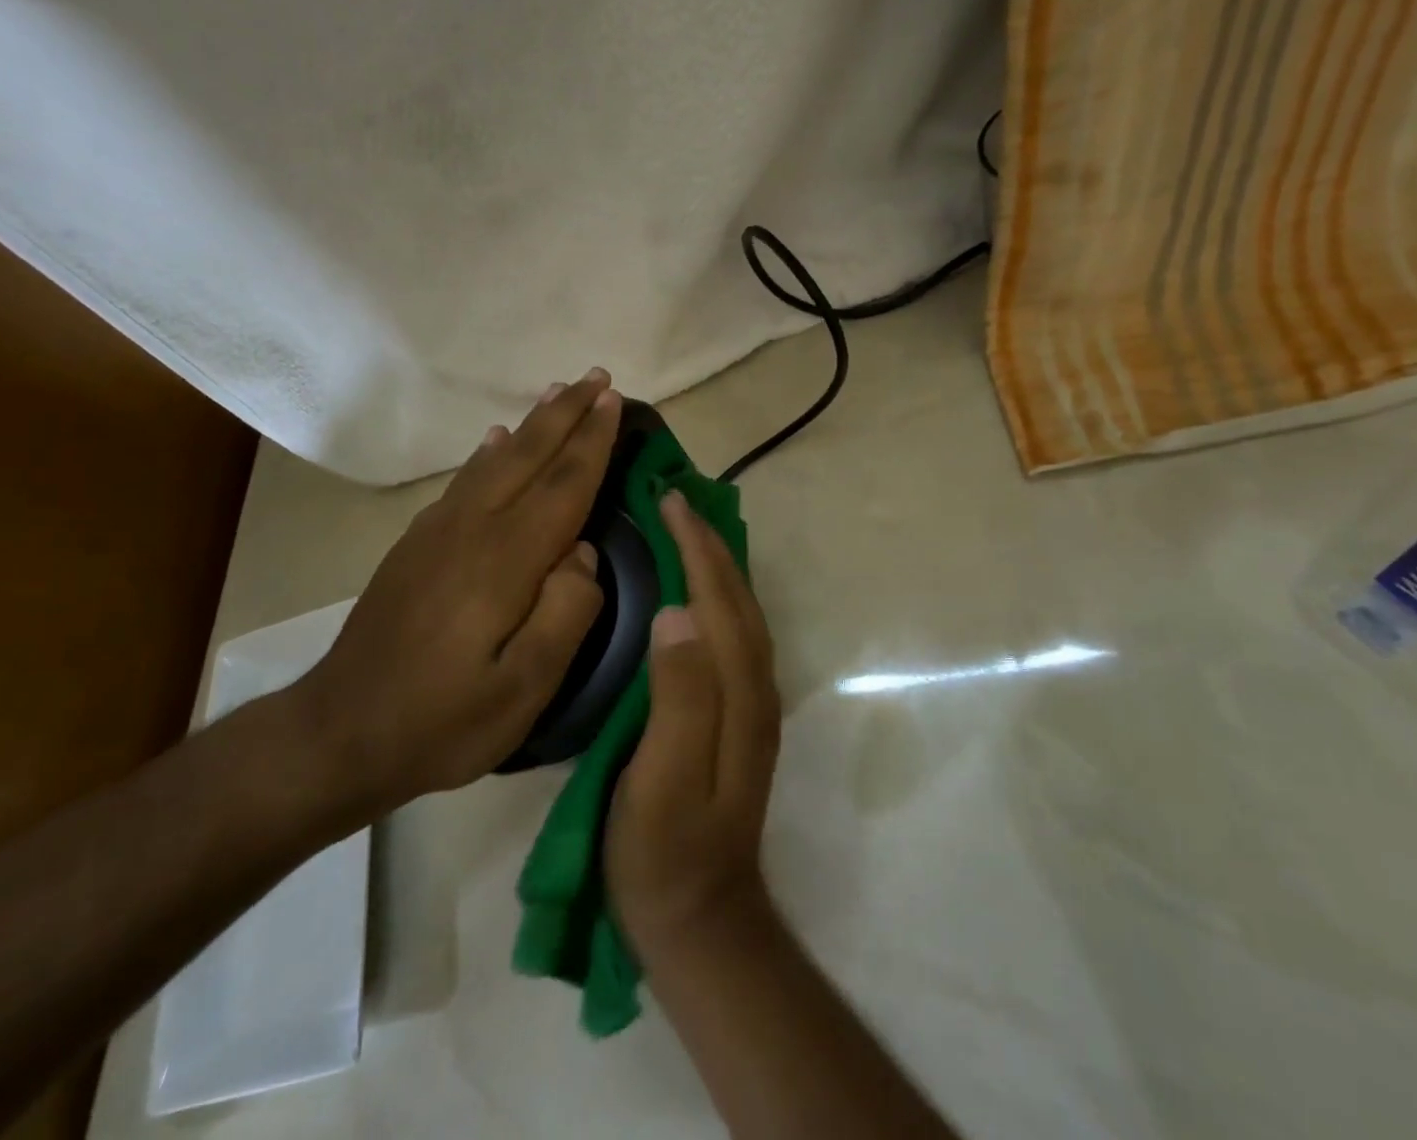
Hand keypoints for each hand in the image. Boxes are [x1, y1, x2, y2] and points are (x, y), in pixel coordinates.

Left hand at [292, 371, 621, 820]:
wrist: (337, 734)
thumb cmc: (442, 720)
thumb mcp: (524, 690)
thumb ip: (566, 614)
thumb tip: (584, 554)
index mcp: (505, 560)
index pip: (563, 484)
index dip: (592, 441)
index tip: (614, 401)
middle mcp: (471, 529)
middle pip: (528, 456)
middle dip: (566, 413)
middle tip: (597, 377)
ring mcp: (437, 533)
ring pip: (495, 460)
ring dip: (532, 423)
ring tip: (557, 392)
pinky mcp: (415, 545)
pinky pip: (464, 480)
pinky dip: (487, 452)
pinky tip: (494, 441)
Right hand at [608, 489, 781, 962]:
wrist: (701, 917)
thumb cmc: (665, 850)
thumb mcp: (662, 779)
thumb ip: (677, 697)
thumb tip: (678, 613)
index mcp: (736, 691)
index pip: (718, 598)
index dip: (695, 546)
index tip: (669, 501)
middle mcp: (755, 685)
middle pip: (737, 596)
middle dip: (709, 542)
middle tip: (675, 499)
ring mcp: (752, 700)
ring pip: (740, 611)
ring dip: (718, 562)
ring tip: (686, 528)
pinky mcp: (740, 713)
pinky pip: (733, 631)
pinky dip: (718, 593)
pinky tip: (698, 589)